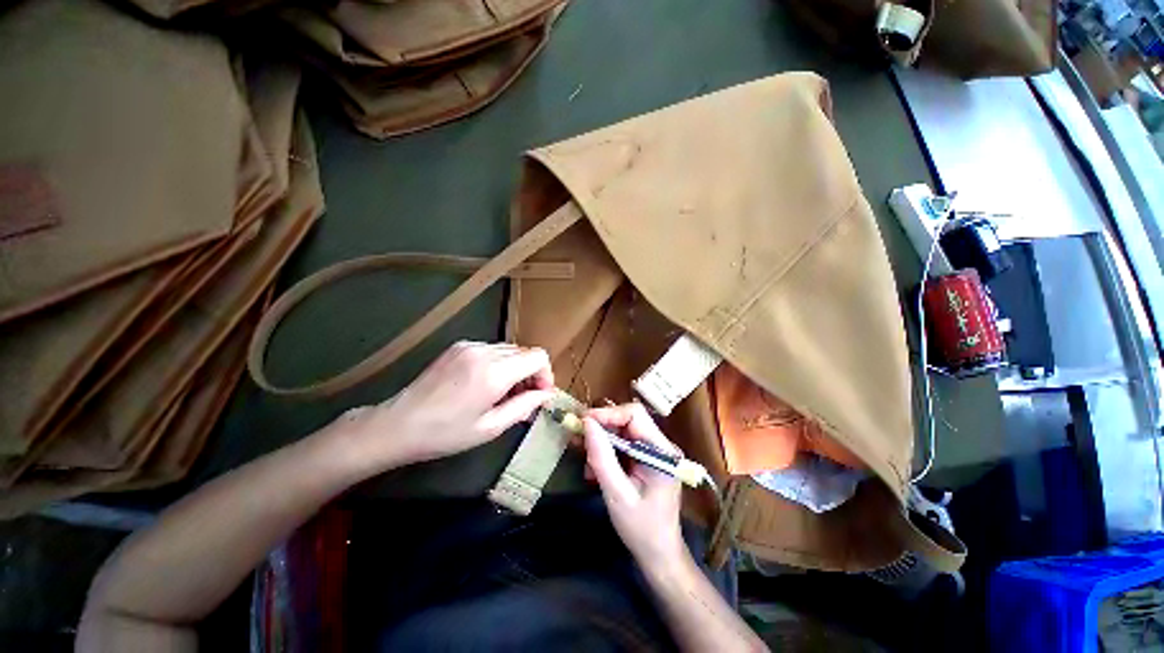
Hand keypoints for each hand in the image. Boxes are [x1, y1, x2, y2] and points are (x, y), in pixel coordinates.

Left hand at [334, 341, 554, 469]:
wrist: (397, 424)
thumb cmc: (445, 434)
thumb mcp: (490, 428)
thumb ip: (524, 406)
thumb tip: (546, 395)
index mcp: (494, 372)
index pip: (538, 356)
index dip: (545, 374)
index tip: (538, 394)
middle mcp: (484, 351)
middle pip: (525, 352)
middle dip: (531, 374)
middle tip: (522, 399)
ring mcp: (470, 345)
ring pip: (510, 350)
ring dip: (515, 369)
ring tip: (503, 394)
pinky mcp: (459, 346)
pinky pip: (492, 350)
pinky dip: (499, 364)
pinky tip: (485, 384)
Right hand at [583, 403, 687, 570]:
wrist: (658, 554)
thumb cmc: (641, 528)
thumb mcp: (617, 494)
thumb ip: (602, 456)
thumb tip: (586, 423)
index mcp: (662, 451)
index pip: (635, 415)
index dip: (608, 414)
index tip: (583, 422)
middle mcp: (661, 445)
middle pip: (628, 420)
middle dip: (602, 429)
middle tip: (579, 441)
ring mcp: (654, 451)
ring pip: (622, 431)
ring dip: (601, 442)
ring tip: (588, 464)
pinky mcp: (646, 458)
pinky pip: (623, 444)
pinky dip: (606, 451)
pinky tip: (595, 470)